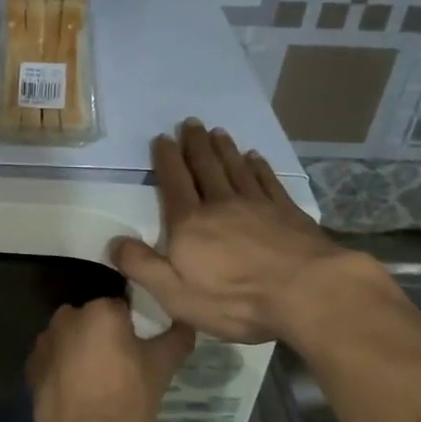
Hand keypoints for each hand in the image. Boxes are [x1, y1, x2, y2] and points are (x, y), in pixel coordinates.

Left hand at [25, 298, 193, 421]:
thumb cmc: (128, 401)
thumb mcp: (162, 367)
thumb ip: (177, 338)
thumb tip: (186, 323)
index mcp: (101, 310)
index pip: (123, 307)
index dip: (134, 327)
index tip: (142, 348)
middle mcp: (67, 317)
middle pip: (93, 321)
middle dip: (105, 337)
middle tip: (123, 366)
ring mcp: (45, 342)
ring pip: (72, 339)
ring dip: (83, 351)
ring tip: (100, 382)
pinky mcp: (32, 368)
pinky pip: (55, 360)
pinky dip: (65, 370)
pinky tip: (79, 393)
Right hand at [111, 119, 352, 344]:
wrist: (306, 291)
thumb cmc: (234, 298)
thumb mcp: (174, 293)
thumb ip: (141, 265)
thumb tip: (114, 243)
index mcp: (190, 223)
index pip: (174, 183)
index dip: (167, 160)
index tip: (163, 138)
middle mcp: (221, 204)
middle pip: (205, 167)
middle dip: (195, 145)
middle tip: (190, 123)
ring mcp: (258, 205)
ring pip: (236, 168)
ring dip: (224, 149)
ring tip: (217, 132)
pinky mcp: (288, 213)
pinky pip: (268, 181)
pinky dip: (258, 167)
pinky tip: (255, 158)